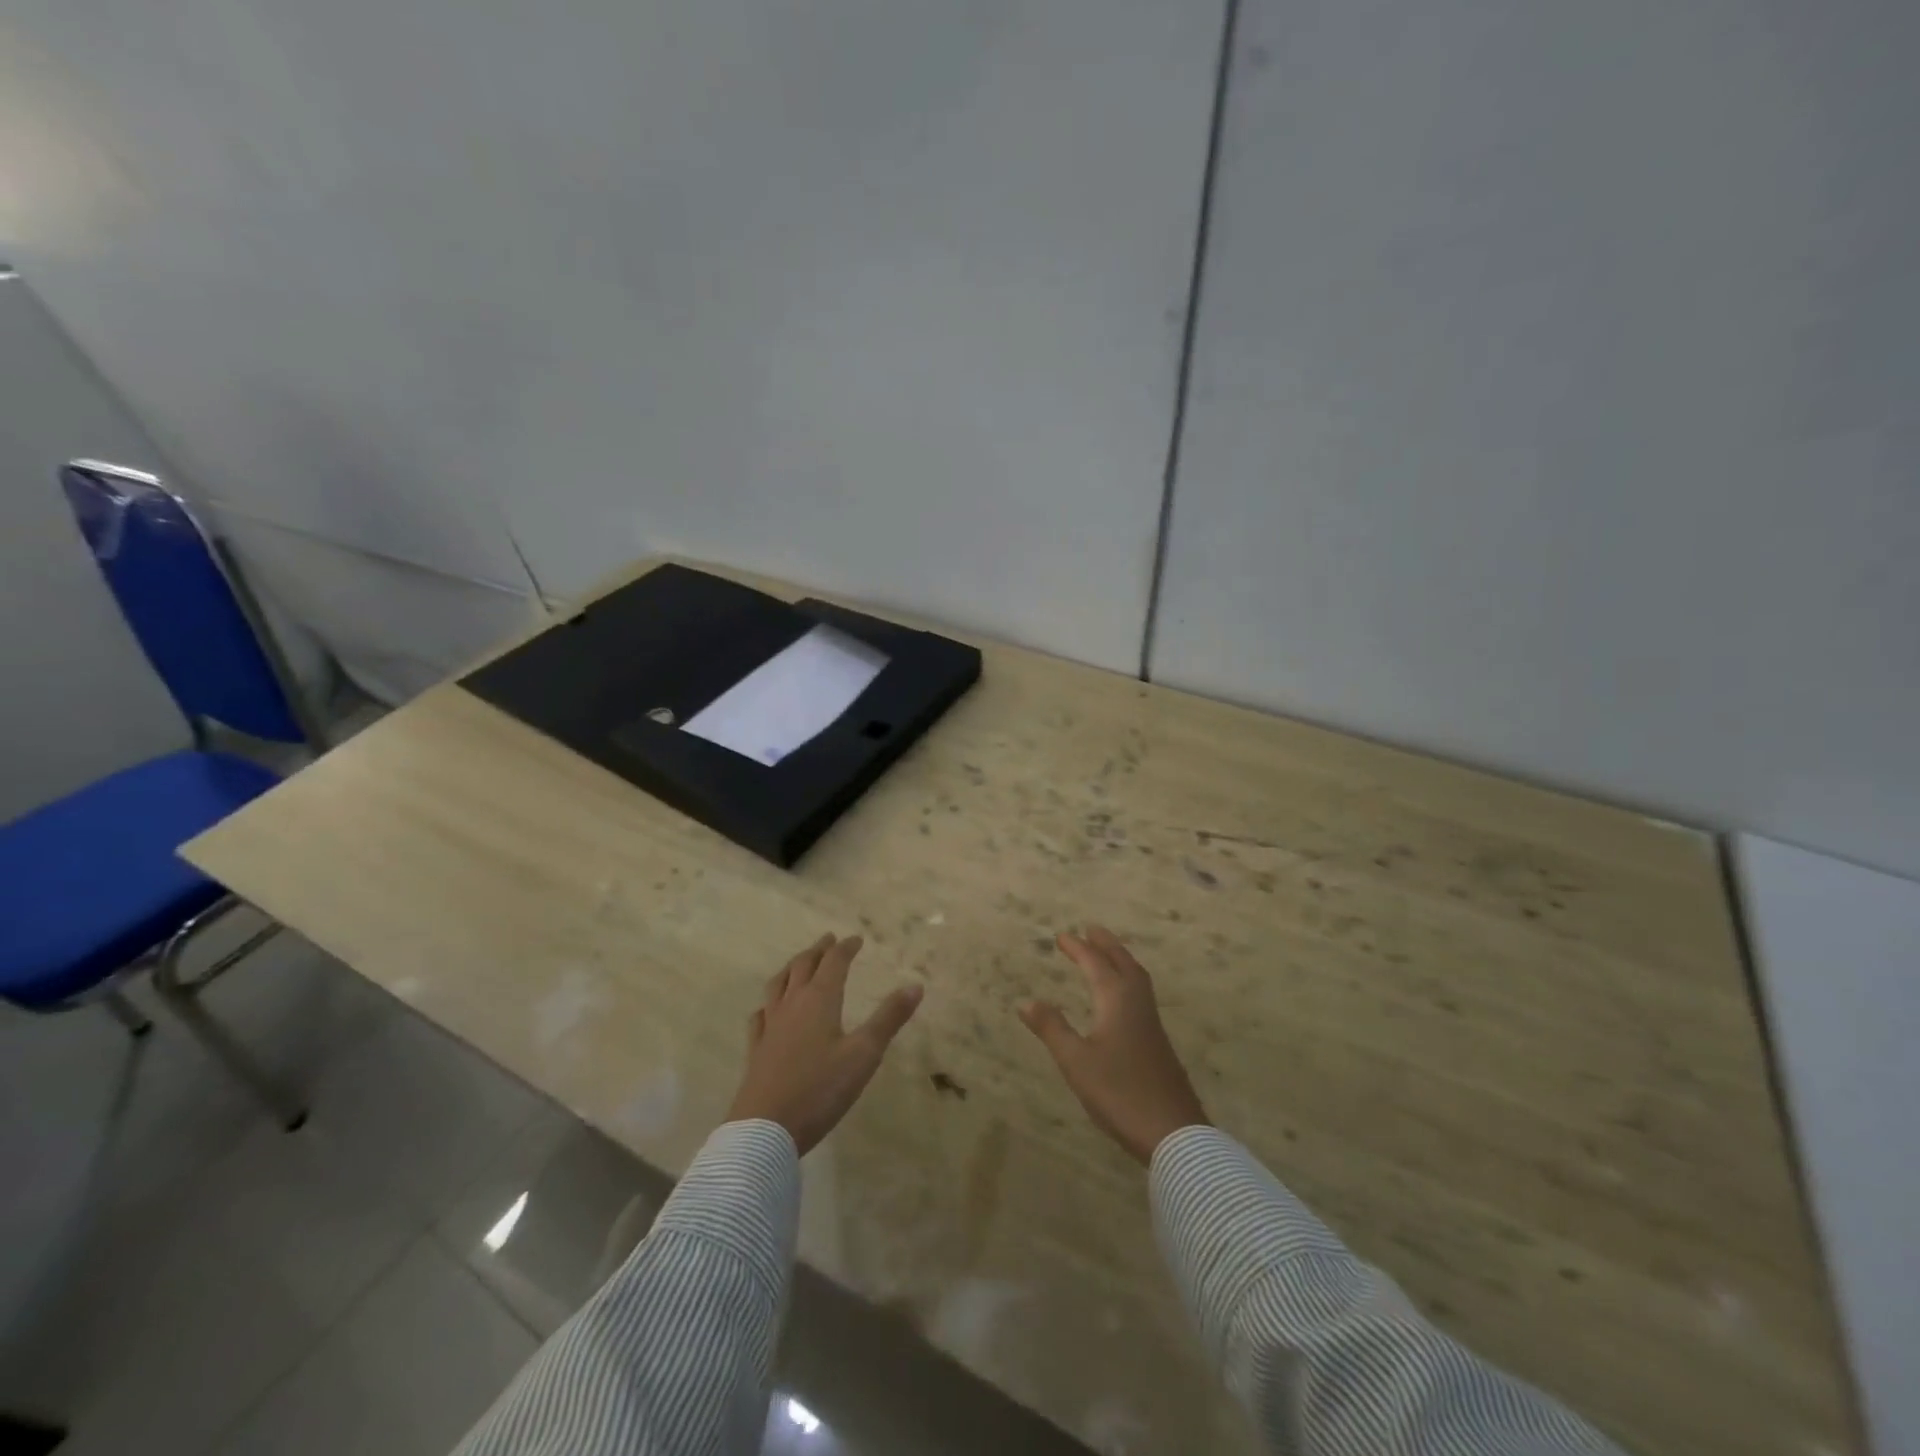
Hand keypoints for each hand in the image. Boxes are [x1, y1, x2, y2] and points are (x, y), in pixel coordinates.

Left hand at [727, 934, 923, 1154]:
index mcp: (820, 1000)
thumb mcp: (864, 1054)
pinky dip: (769, 1003)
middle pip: (803, 966)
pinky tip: (768, 1009)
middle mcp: (792, 1005)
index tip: (856, 939)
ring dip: (792, 968)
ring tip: (799, 963)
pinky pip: (761, 1015)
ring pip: (779, 984)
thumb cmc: (820, 1089)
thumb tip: (915, 986)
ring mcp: (770, 1026)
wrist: (766, 1128)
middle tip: (829, 940)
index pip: (834, 962)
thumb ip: (889, 1018)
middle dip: (818, 951)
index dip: (846, 948)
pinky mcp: (756, 1049)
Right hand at [1020, 925, 1209, 1164]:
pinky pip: (1141, 994)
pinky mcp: (1158, 1042)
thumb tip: (1026, 1001)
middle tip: (1091, 929)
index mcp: (1117, 1000)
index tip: (1061, 935)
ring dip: (1120, 960)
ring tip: (1107, 954)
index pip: (1095, 964)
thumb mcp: (1076, 1061)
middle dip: (1106, 944)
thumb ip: (1052, 1029)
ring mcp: (1152, 1023)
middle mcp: (1137, 1003)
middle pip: (1123, 963)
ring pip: (1137, 978)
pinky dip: (1128, 980)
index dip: (1078, 948)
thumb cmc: (1120, 1092)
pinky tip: (1122, 998)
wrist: (1174, 1132)